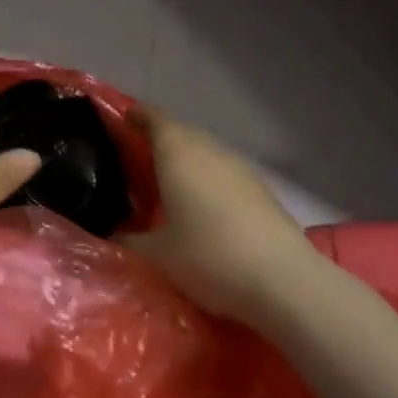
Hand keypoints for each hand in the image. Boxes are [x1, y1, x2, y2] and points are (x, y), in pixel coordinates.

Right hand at [121, 107, 310, 325]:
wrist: (284, 281)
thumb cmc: (210, 257)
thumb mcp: (158, 255)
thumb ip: (129, 240)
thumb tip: (113, 235)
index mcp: (177, 151)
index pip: (152, 117)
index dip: (135, 116)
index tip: (120, 122)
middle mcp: (208, 148)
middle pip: (179, 131)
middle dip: (158, 141)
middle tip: (138, 161)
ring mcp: (238, 166)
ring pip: (204, 151)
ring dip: (186, 161)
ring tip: (169, 186)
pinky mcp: (260, 188)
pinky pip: (223, 171)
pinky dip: (208, 179)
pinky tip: (205, 209)